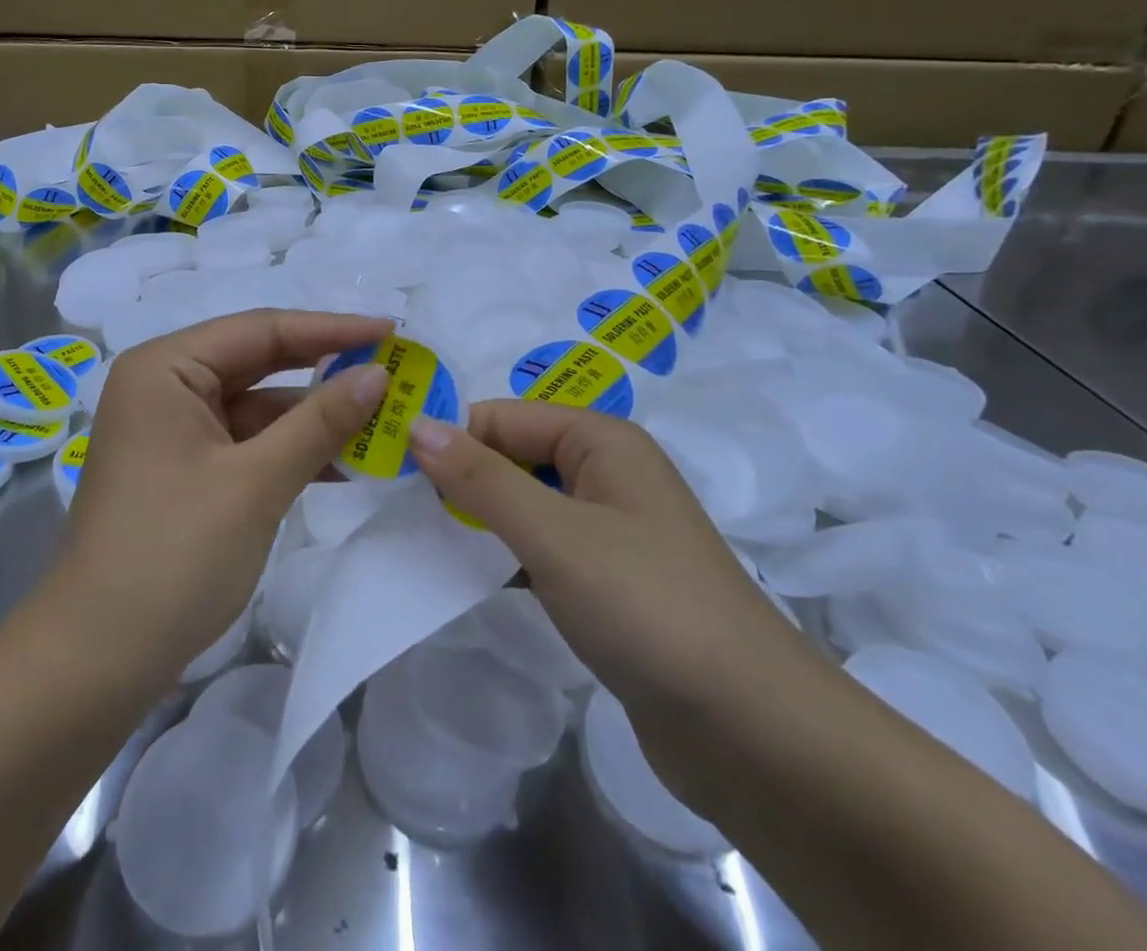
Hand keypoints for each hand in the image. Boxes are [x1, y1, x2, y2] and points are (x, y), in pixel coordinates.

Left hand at [48, 308, 391, 686]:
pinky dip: (288, 450)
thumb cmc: (174, 555)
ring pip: (255, 405)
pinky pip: (244, 442)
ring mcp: (170, 430)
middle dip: (324, 371)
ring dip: (312, 418)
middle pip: (257, 362)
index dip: (330, 329)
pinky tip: (341, 465)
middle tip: (391, 369)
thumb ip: (320, 421)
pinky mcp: (181, 469)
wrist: (97, 661)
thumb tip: (378, 373)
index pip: (260, 329)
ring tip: (380, 422)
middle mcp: (163, 385)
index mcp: (165, 367)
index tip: (391, 330)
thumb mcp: (257, 482)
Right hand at [409, 402, 820, 805]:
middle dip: (461, 480)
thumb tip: (416, 424)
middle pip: (512, 455)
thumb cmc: (646, 605)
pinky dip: (504, 555)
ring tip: (422, 542)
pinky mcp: (607, 579)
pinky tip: (468, 576)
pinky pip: (541, 547)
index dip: (450, 440)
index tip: (393, 477)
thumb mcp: (553, 533)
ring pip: (523, 503)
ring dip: (479, 520)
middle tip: (401, 512)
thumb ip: (481, 478)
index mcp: (601, 439)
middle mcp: (607, 471)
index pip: (501, 416)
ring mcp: (609, 527)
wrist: (753, 731)